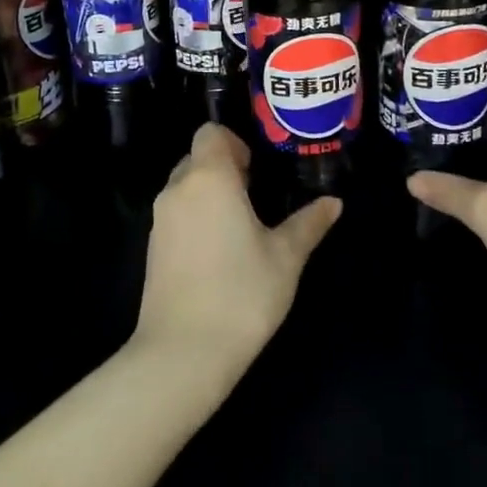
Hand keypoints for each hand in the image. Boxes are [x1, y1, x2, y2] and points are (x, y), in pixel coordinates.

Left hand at [134, 124, 341, 379]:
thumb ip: (309, 223)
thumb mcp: (286, 257)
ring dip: (210, 195)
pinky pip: (176, 215)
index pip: (211, 133)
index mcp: (209, 178)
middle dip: (225, 169)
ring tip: (241, 227)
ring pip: (185, 187)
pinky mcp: (153, 248)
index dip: (235, 143)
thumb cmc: (242, 293)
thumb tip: (334, 202)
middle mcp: (178, 190)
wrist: (184, 352)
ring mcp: (160, 220)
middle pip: (197, 158)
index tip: (257, 172)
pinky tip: (219, 253)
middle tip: (256, 197)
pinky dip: (196, 219)